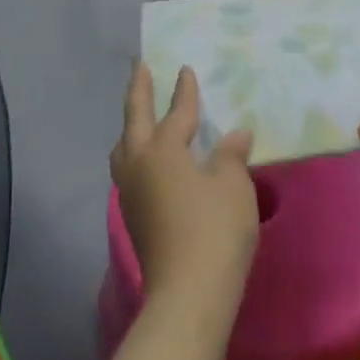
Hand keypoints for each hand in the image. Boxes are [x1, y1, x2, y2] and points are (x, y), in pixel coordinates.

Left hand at [111, 62, 257, 308]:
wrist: (189, 293)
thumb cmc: (215, 228)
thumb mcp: (233, 185)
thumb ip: (231, 155)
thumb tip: (235, 135)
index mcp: (163, 149)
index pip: (176, 111)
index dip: (184, 91)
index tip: (185, 69)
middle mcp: (139, 163)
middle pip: (134, 118)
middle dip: (138, 90)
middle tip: (140, 66)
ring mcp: (131, 192)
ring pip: (124, 147)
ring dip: (131, 125)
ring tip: (139, 115)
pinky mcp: (133, 216)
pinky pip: (129, 169)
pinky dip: (135, 152)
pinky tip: (148, 160)